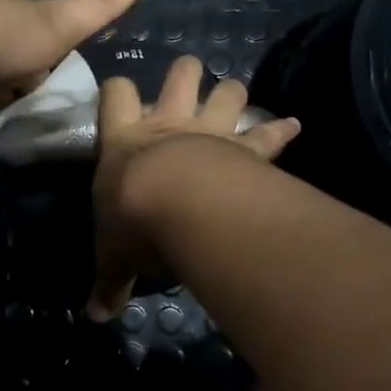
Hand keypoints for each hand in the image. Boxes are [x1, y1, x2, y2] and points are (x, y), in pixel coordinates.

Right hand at [86, 54, 300, 321]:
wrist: (181, 206)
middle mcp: (168, 125)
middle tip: (188, 77)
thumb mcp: (113, 256)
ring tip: (235, 95)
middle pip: (180, 76)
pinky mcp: (245, 149)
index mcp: (124, 140)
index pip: (115, 94)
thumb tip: (94, 318)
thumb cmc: (133, 221)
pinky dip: (281, 130)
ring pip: (226, 92)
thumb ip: (108, 283)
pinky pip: (268, 134)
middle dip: (186, 73)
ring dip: (232, 92)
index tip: (120, 94)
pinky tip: (296, 126)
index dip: (117, 89)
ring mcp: (210, 133)